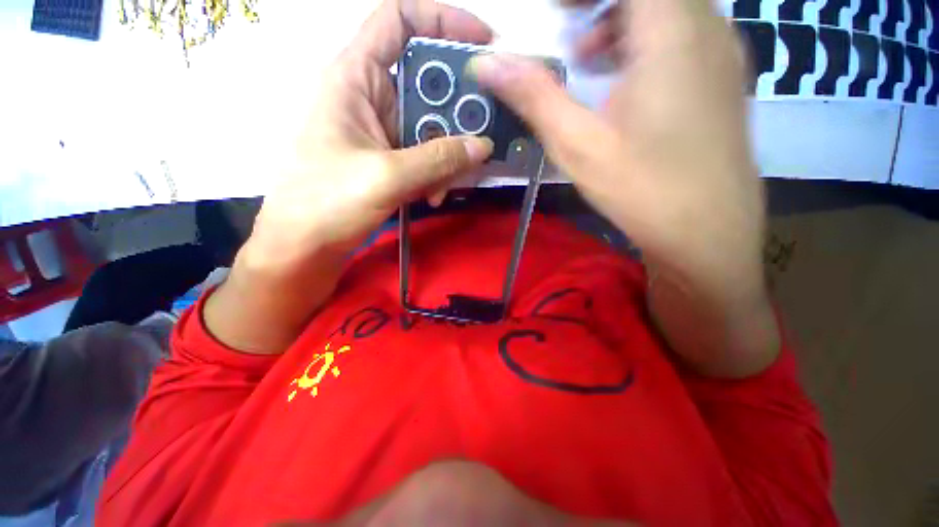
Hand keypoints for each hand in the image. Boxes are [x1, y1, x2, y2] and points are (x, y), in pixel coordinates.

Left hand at [250, 0, 494, 267]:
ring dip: (449, 155)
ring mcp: (382, 132)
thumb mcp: (385, 177)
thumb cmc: (327, 203)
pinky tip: (434, 197)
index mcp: (356, 77)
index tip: (484, 43)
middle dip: (457, 112)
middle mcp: (372, 97)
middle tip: (482, 138)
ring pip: (431, 126)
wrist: (304, 246)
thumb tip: (483, 146)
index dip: (443, 19)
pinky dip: (437, 174)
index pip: (398, 19)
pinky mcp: (388, 159)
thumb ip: (438, 159)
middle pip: (427, 82)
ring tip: (451, 186)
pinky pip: (425, 155)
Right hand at [471, 0, 762, 299]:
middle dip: (599, 2)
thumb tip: (487, 64)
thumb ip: (534, 97)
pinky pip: (685, 31)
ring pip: (669, 7)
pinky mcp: (723, 78)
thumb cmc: (642, 190)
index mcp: (671, 32)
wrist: (707, 234)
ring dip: (622, 19)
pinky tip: (625, 84)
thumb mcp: (578, 145)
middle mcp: (707, 27)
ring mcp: (723, 52)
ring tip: (589, 64)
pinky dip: (646, 39)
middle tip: (566, 34)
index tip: (554, 11)